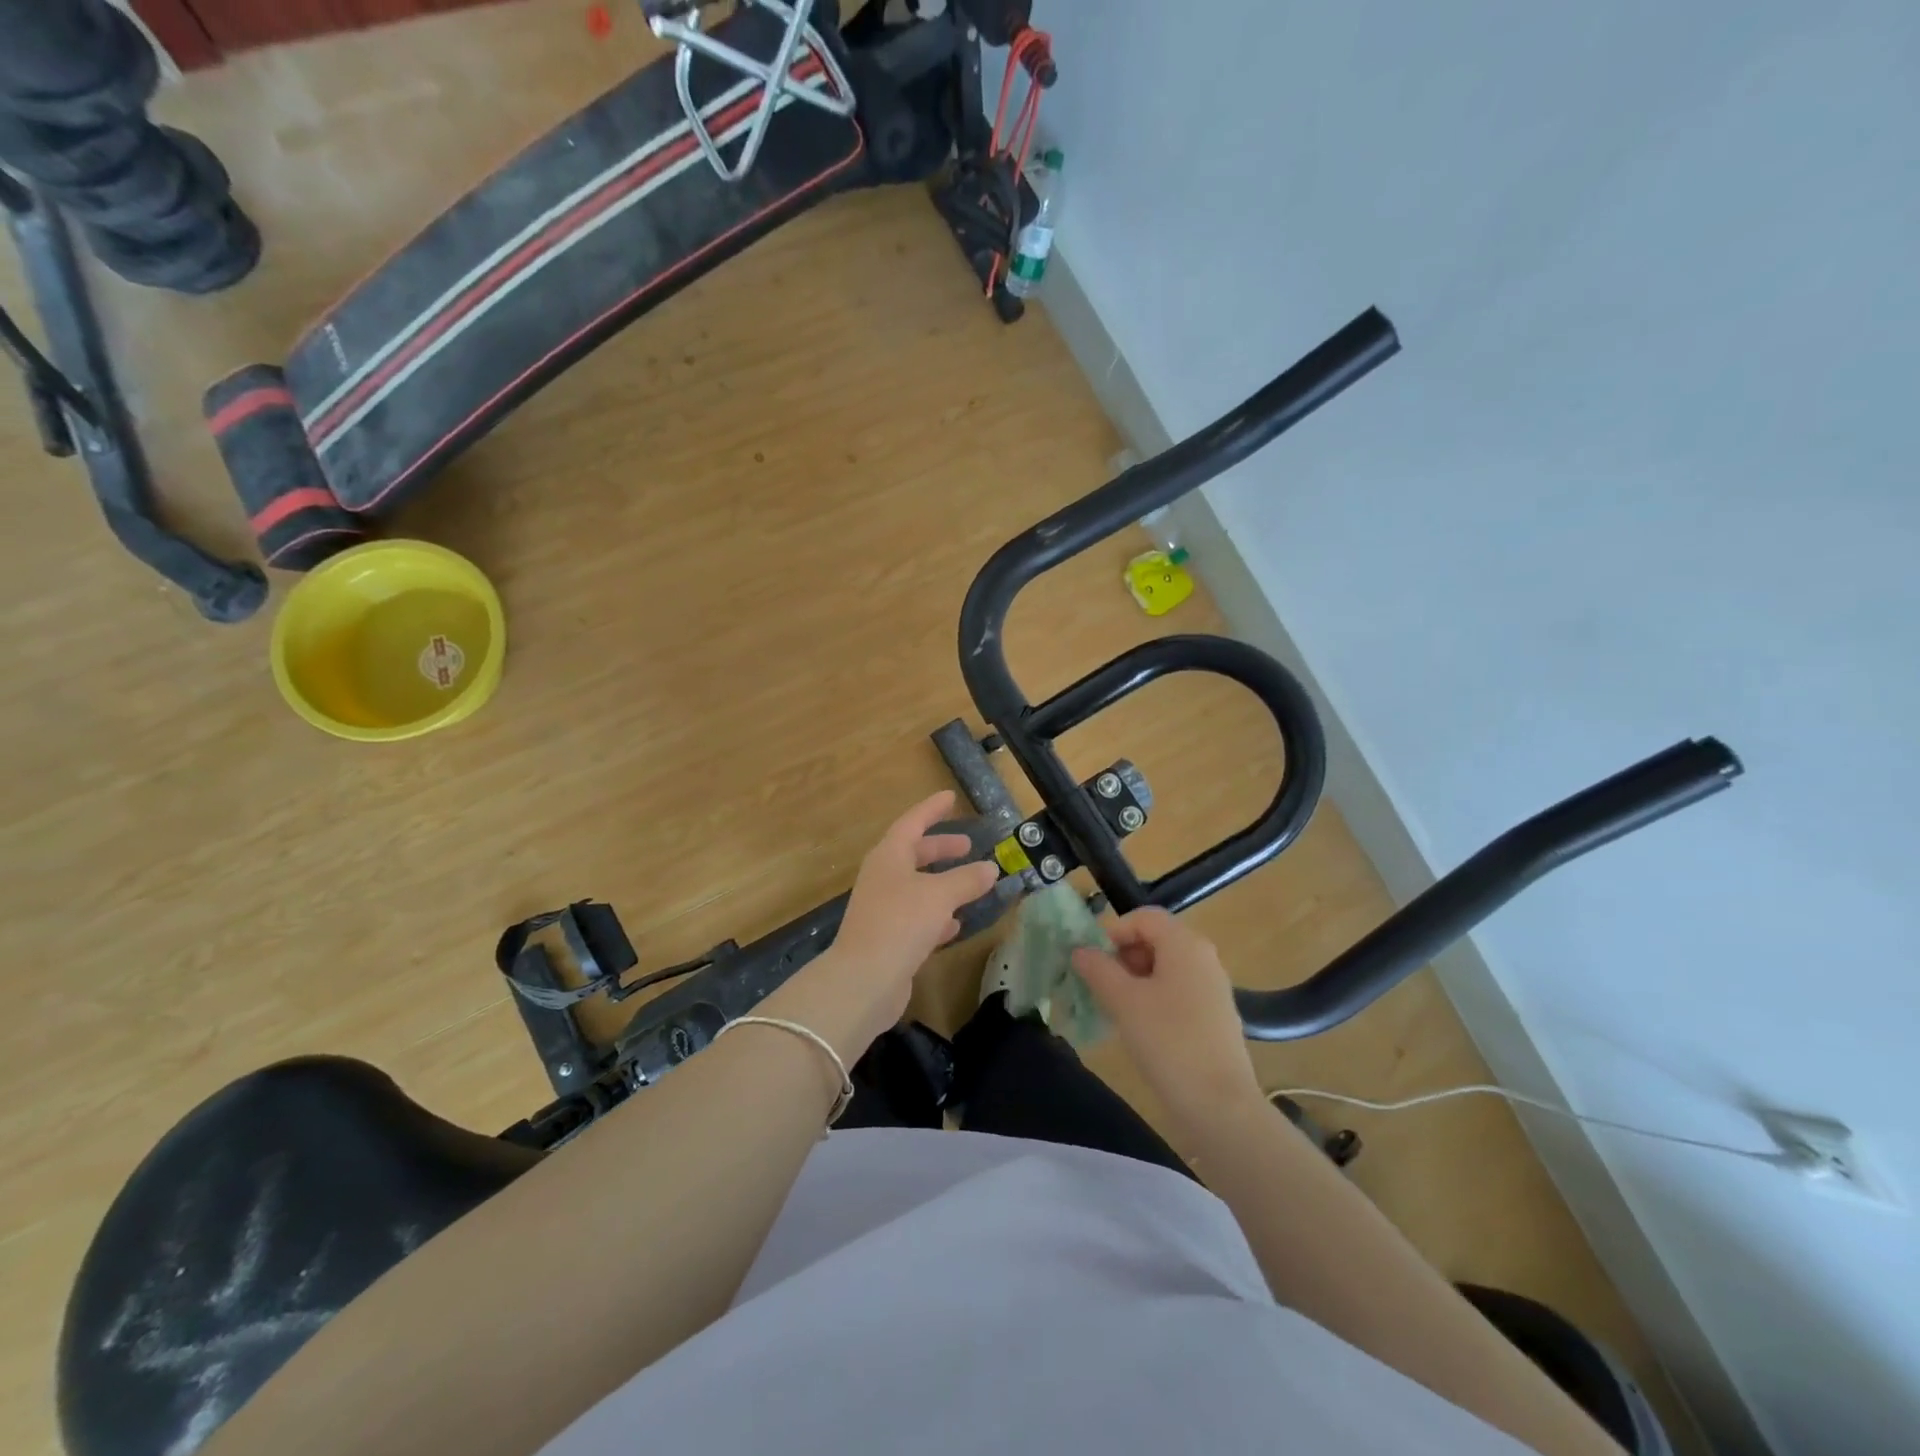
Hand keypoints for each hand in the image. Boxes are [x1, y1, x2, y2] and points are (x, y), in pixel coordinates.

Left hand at [765, 791, 997, 1059]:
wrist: (864, 980)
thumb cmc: (901, 923)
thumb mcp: (940, 895)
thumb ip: (967, 879)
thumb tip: (991, 868)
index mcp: (889, 857)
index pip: (912, 823)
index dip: (932, 810)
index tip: (951, 797)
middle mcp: (883, 878)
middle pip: (913, 854)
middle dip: (940, 849)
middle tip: (967, 845)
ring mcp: (883, 909)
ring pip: (917, 887)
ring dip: (942, 883)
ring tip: (971, 883)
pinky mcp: (889, 939)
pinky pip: (917, 917)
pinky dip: (937, 916)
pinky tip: (956, 925)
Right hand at [1072, 908, 1262, 1132]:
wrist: (1220, 1105)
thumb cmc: (1168, 1041)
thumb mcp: (1123, 1001)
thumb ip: (1098, 969)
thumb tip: (1080, 950)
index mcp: (1185, 944)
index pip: (1143, 917)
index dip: (1113, 931)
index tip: (1091, 960)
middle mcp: (1203, 958)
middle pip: (1155, 940)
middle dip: (1122, 956)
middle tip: (1099, 984)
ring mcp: (1213, 988)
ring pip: (1165, 968)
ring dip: (1134, 979)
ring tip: (1114, 1007)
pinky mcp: (1215, 1016)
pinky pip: (1177, 991)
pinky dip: (1153, 998)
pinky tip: (1139, 1028)